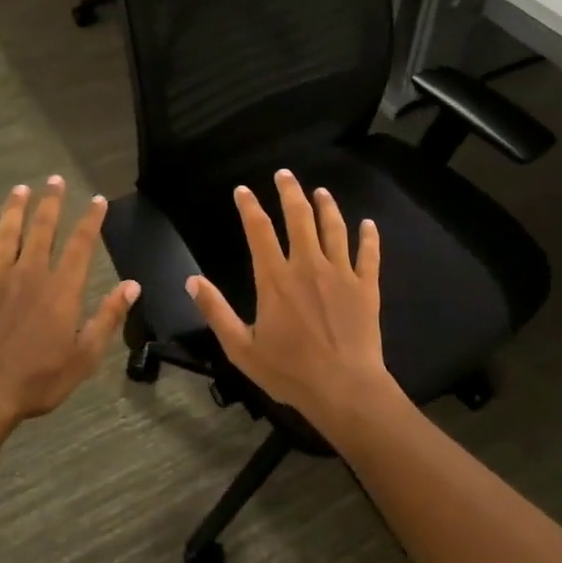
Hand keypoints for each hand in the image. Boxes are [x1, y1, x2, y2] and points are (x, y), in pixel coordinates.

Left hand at [0, 177, 139, 425]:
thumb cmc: (38, 379)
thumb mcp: (84, 356)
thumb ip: (108, 317)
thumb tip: (132, 285)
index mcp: (62, 289)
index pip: (81, 245)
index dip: (91, 220)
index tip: (97, 199)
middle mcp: (30, 275)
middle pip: (43, 230)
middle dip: (50, 203)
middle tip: (54, 179)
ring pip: (6, 237)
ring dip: (13, 211)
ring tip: (19, 189)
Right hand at [187, 169, 403, 433]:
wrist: (344, 388)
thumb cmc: (289, 371)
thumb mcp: (241, 347)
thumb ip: (216, 311)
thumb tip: (192, 281)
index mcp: (275, 279)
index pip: (259, 231)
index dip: (249, 206)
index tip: (243, 190)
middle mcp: (307, 266)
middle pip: (299, 217)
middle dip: (290, 192)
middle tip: (285, 174)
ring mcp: (340, 273)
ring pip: (334, 228)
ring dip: (327, 206)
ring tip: (321, 192)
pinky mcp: (366, 287)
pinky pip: (368, 254)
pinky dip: (369, 237)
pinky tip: (369, 224)